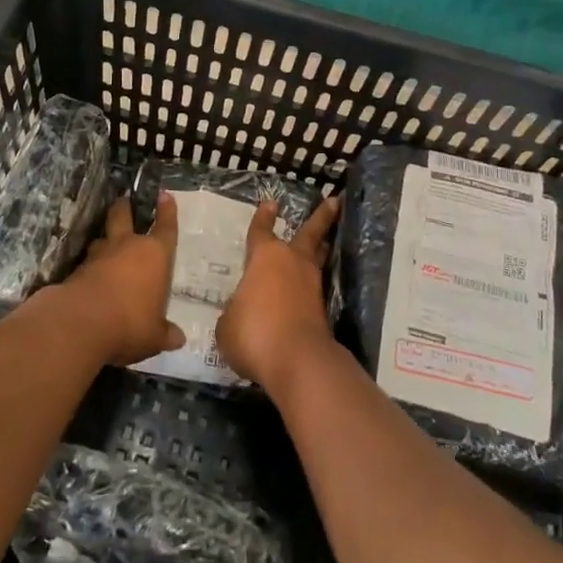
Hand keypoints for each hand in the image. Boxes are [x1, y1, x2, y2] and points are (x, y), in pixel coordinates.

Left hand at [40, 195, 183, 366]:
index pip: (165, 227)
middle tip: (124, 202)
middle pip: (123, 216)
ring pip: (102, 239)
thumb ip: (165, 333)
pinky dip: (91, 269)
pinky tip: (92, 280)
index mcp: (154, 255)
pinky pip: (88, 264)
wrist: (81, 323)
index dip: (167, 211)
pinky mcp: (76, 271)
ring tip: (106, 246)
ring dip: (105, 242)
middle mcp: (126, 247)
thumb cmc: (130, 323)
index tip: (164, 194)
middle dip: (124, 208)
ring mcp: (99, 256)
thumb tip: (179, 339)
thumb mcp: (154, 336)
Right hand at [216, 196, 340, 392]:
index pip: (261, 231)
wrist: (297, 361)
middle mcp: (291, 263)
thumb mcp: (228, 323)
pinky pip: (314, 289)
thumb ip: (235, 310)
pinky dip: (311, 285)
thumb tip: (244, 311)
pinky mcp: (322, 311)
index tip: (271, 203)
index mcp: (264, 258)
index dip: (263, 218)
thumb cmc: (254, 333)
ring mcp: (311, 286)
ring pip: (317, 258)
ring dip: (322, 247)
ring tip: (326, 239)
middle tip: (334, 201)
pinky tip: (306, 290)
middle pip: (309, 234)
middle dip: (321, 217)